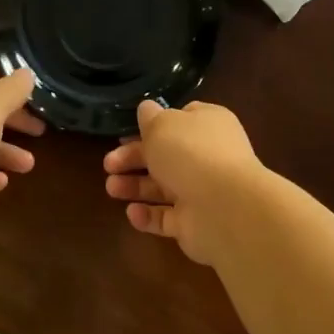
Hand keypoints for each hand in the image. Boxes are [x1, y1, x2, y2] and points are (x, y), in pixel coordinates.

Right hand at [102, 99, 262, 263]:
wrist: (224, 207)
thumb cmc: (190, 154)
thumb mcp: (162, 124)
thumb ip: (150, 117)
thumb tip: (147, 109)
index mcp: (207, 125)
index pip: (180, 120)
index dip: (153, 125)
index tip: (127, 132)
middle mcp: (207, 156)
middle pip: (165, 155)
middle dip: (134, 158)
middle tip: (108, 164)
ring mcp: (202, 192)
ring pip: (163, 188)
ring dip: (135, 187)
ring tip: (111, 188)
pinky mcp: (194, 223)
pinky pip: (166, 218)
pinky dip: (148, 216)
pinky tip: (132, 212)